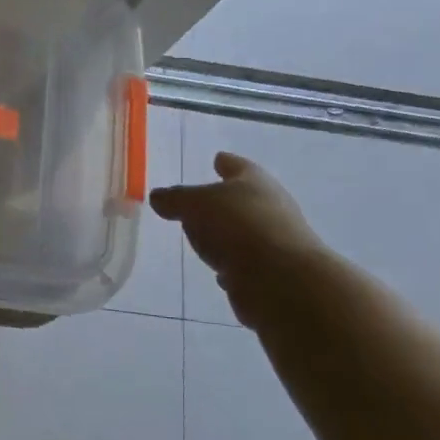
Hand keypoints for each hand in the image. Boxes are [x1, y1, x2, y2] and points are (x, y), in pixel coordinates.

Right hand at [148, 151, 325, 292]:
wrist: (281, 280)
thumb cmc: (237, 226)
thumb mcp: (194, 204)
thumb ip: (175, 199)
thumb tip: (158, 197)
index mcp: (254, 182)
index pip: (237, 165)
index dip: (225, 163)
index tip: (217, 159)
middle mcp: (270, 208)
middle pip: (244, 200)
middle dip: (224, 202)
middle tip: (201, 204)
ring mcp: (275, 242)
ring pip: (244, 233)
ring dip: (228, 236)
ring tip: (205, 239)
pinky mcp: (273, 274)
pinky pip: (246, 264)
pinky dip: (234, 265)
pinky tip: (220, 272)